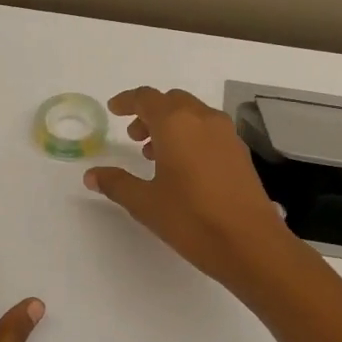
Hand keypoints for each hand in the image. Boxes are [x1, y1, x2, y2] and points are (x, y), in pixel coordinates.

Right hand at [83, 87, 300, 292]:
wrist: (250, 243)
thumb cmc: (190, 218)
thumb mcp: (144, 202)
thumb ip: (116, 183)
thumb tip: (92, 174)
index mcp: (175, 124)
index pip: (146, 98)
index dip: (127, 101)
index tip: (114, 109)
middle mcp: (203, 120)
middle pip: (172, 101)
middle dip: (150, 113)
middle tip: (134, 136)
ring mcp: (226, 135)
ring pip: (193, 115)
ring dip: (171, 125)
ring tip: (154, 154)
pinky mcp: (240, 153)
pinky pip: (209, 131)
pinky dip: (190, 136)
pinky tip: (183, 167)